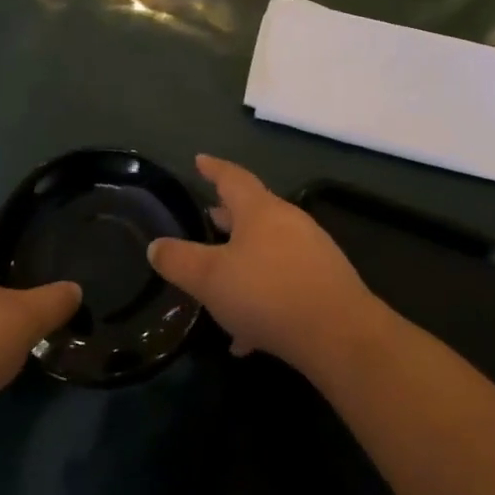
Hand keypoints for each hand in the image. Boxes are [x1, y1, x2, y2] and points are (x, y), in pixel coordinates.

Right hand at [147, 155, 389, 377]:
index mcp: (260, 211)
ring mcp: (312, 252)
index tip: (200, 160)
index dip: (214, 168)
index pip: (233, 178)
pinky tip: (247, 334)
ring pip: (268, 250)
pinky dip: (262, 296)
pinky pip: (284, 282)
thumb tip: (156, 245)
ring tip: (221, 280)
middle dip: (228, 216)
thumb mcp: (209, 278)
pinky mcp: (325, 283)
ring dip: (244, 260)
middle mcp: (289, 223)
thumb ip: (179, 260)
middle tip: (208, 217)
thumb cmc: (267, 293)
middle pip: (253, 212)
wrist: (339, 334)